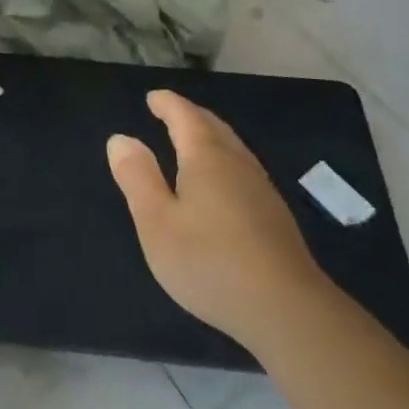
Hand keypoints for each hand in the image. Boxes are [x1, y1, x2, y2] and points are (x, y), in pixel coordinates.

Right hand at [108, 90, 324, 344]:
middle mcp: (237, 164)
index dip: (167, 104)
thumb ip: (137, 178)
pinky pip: (243, 169)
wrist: (287, 311)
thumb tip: (121, 138)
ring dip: (210, 136)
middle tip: (171, 112)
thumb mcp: (157, 222)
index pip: (185, 117)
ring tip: (193, 141)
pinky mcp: (274, 217)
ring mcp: (261, 190)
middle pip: (213, 127)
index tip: (153, 97)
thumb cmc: (210, 262)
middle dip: (190, 115)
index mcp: (206, 158)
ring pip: (233, 148)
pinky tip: (222, 183)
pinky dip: (224, 159)